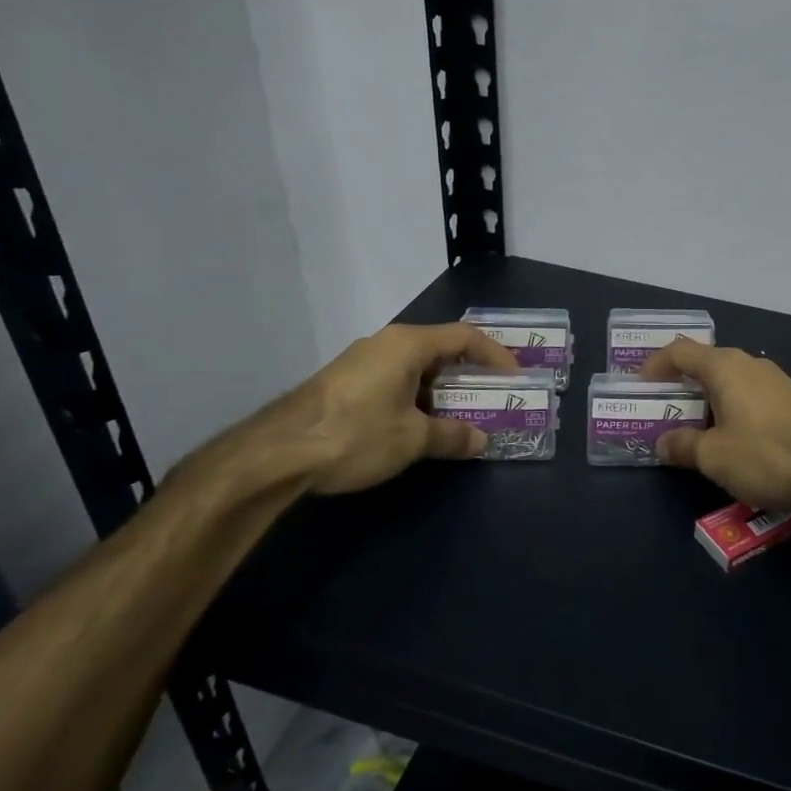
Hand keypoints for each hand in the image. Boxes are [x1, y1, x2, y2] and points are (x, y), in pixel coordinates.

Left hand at [245, 322, 518, 495]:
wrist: (276, 453)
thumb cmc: (355, 434)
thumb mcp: (412, 439)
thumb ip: (452, 436)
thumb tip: (480, 440)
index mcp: (408, 344)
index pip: (465, 337)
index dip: (495, 355)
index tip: (514, 378)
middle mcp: (386, 343)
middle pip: (440, 350)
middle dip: (469, 375)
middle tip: (492, 398)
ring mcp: (361, 361)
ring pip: (415, 368)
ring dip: (442, 391)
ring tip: (460, 417)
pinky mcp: (344, 383)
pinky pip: (394, 380)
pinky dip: (416, 398)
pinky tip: (418, 426)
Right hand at [639, 339, 790, 509]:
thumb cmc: (770, 455)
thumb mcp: (715, 457)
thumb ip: (683, 446)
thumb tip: (663, 442)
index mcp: (725, 367)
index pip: (679, 351)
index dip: (654, 366)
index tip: (638, 388)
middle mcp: (750, 364)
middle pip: (704, 366)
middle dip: (679, 389)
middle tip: (661, 415)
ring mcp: (776, 381)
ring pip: (729, 385)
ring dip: (707, 404)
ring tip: (693, 434)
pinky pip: (750, 399)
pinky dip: (731, 413)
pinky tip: (733, 443)